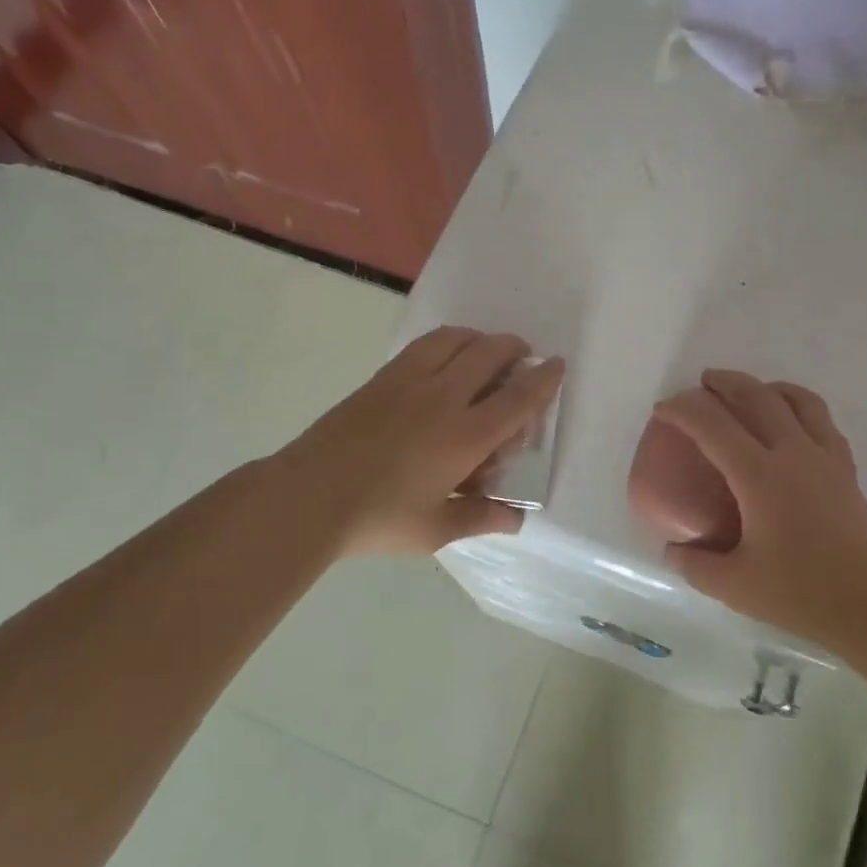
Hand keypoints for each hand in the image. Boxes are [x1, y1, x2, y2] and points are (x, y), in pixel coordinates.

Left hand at [274, 327, 563, 555]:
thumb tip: (516, 519)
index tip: (557, 365)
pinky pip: (425, 345)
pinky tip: (444, 358)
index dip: (544, 379)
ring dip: (480, 339)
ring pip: (456, 339)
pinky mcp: (383, 377)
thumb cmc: (379, 518)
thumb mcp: (436, 528)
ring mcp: (410, 381)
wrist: (309, 495)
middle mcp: (444, 398)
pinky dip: (448, 342)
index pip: (518, 398)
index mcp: (465, 436)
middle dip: (515, 349)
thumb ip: (480, 518)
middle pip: (491, 354)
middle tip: (523, 358)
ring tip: (485, 351)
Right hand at [651, 369, 866, 655]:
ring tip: (748, 394)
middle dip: (724, 382)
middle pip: (757, 395)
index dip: (682, 409)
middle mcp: (794, 452)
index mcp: (760, 475)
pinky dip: (797, 406)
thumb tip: (672, 549)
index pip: (712, 425)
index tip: (662, 409)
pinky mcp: (846, 470)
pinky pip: (820, 419)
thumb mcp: (736, 587)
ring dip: (765, 386)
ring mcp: (825, 457)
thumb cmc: (806, 595)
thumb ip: (695, 565)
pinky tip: (790, 426)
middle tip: (701, 385)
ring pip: (796, 399)